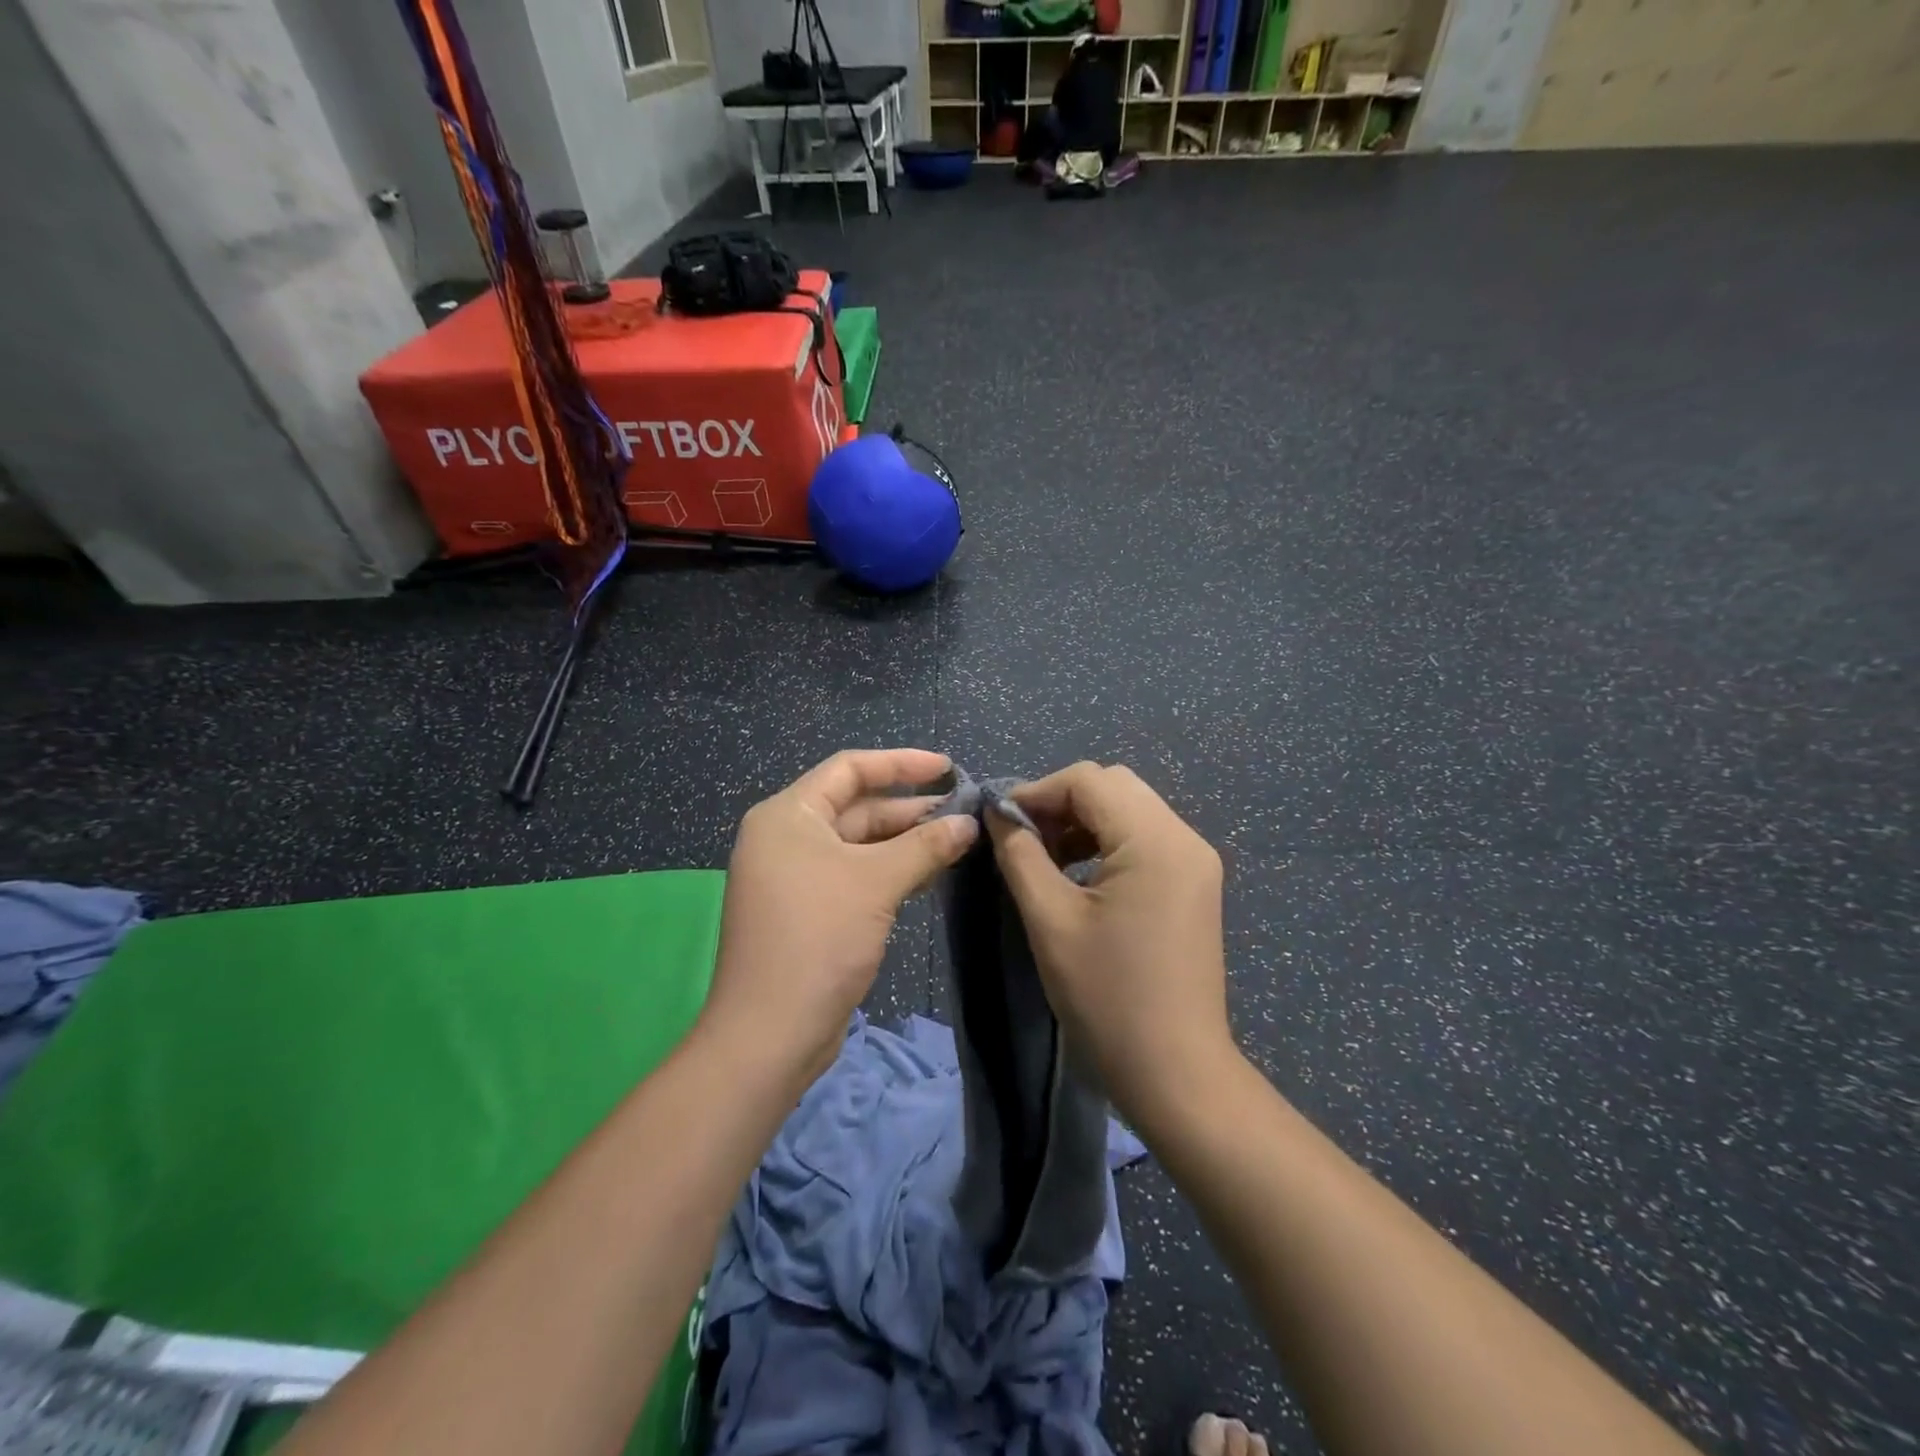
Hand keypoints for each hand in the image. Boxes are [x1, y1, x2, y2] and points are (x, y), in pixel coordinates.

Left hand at [703, 749, 977, 1084]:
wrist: (771, 1033)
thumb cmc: (819, 938)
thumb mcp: (876, 882)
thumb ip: (925, 846)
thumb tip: (969, 823)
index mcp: (788, 815)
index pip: (849, 769)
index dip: (901, 763)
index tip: (947, 768)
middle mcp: (787, 838)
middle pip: (856, 807)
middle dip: (909, 809)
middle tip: (963, 813)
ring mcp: (795, 876)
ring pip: (859, 844)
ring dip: (905, 842)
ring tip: (956, 840)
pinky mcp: (809, 911)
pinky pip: (855, 875)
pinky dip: (890, 871)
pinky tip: (929, 873)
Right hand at [987, 762, 1232, 1127]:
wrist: (1175, 1072)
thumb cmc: (1107, 996)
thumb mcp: (1050, 920)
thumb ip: (1020, 854)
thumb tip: (998, 813)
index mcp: (1155, 840)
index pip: (1089, 780)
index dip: (1037, 791)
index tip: (999, 821)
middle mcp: (1185, 838)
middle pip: (1114, 786)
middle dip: (1061, 802)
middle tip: (1023, 838)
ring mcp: (1196, 861)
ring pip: (1131, 809)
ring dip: (1084, 820)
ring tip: (1045, 856)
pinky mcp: (1195, 884)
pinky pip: (1146, 838)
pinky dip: (1107, 841)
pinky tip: (1079, 873)